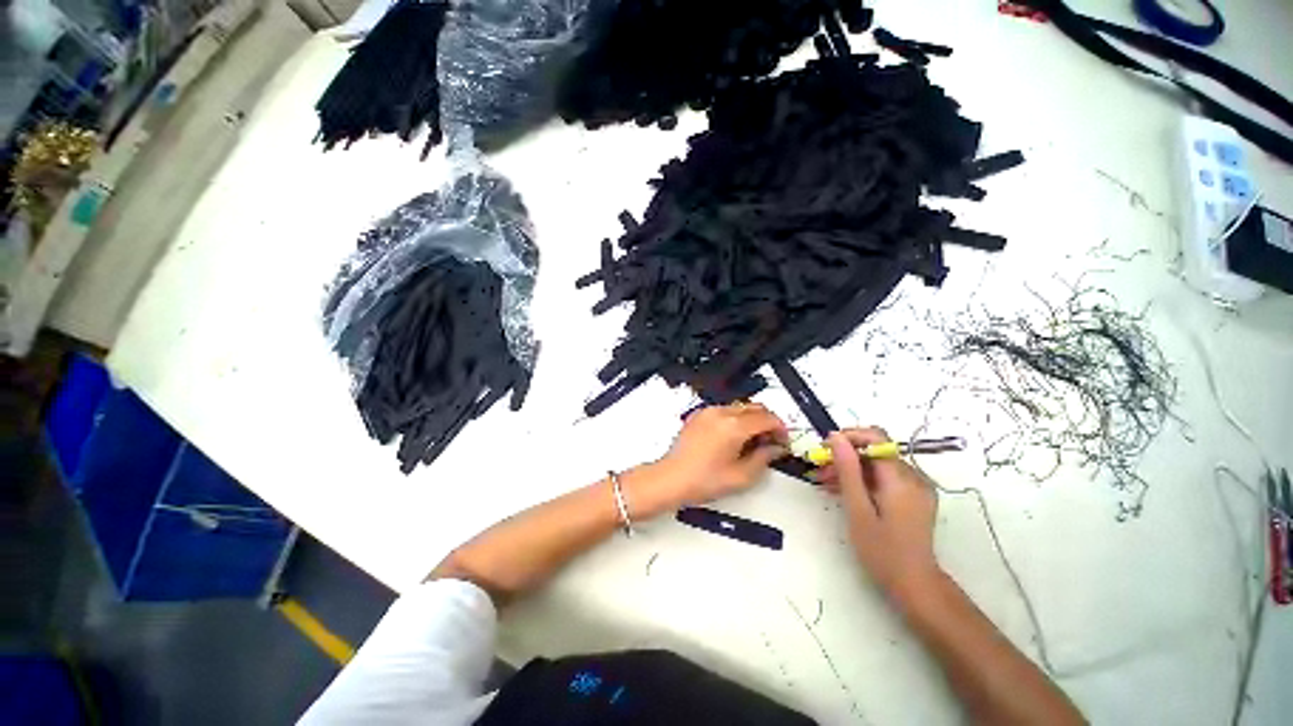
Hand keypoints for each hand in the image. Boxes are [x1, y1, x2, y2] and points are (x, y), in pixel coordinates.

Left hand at [629, 403, 788, 515]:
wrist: (672, 478)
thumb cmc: (703, 480)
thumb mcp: (741, 476)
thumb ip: (764, 458)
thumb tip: (776, 448)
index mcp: (734, 426)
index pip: (767, 418)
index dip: (781, 429)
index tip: (783, 441)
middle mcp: (721, 413)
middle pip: (755, 407)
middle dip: (767, 422)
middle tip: (770, 442)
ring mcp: (708, 411)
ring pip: (739, 407)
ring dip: (751, 420)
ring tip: (751, 442)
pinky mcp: (698, 415)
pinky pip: (724, 411)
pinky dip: (734, 419)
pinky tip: (732, 438)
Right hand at [816, 427, 941, 601]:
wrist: (915, 585)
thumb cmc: (882, 551)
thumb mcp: (858, 509)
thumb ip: (848, 470)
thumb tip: (835, 437)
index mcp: (901, 479)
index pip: (876, 438)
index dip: (849, 437)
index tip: (825, 448)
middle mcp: (914, 477)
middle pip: (876, 451)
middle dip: (846, 456)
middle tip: (820, 471)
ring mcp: (917, 487)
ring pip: (879, 464)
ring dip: (852, 469)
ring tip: (827, 483)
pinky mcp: (915, 496)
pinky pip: (886, 477)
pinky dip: (865, 479)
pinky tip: (846, 492)